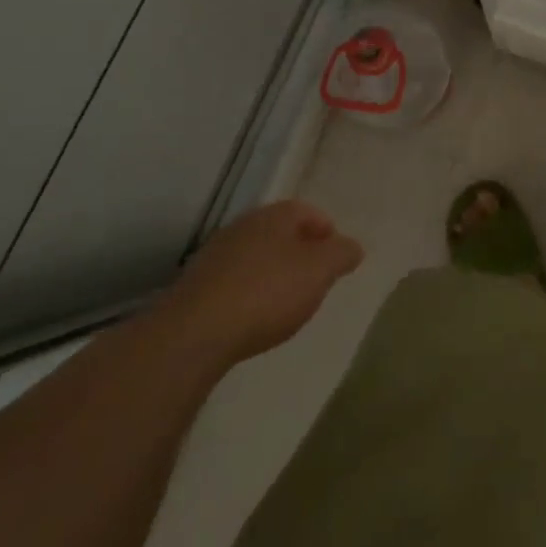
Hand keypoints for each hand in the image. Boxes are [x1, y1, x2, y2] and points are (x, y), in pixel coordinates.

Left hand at [156, 201, 363, 368]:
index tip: (336, 261)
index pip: (309, 212)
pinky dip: (248, 294)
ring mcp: (215, 255)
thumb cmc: (267, 292)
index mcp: (275, 215)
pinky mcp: (195, 287)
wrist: (194, 334)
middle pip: (281, 233)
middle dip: (300, 254)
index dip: (327, 233)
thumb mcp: (321, 271)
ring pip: (256, 257)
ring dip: (273, 274)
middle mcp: (244, 226)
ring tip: (285, 304)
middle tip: (314, 282)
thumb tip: (351, 247)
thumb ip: (342, 254)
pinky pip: (234, 283)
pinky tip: (252, 319)